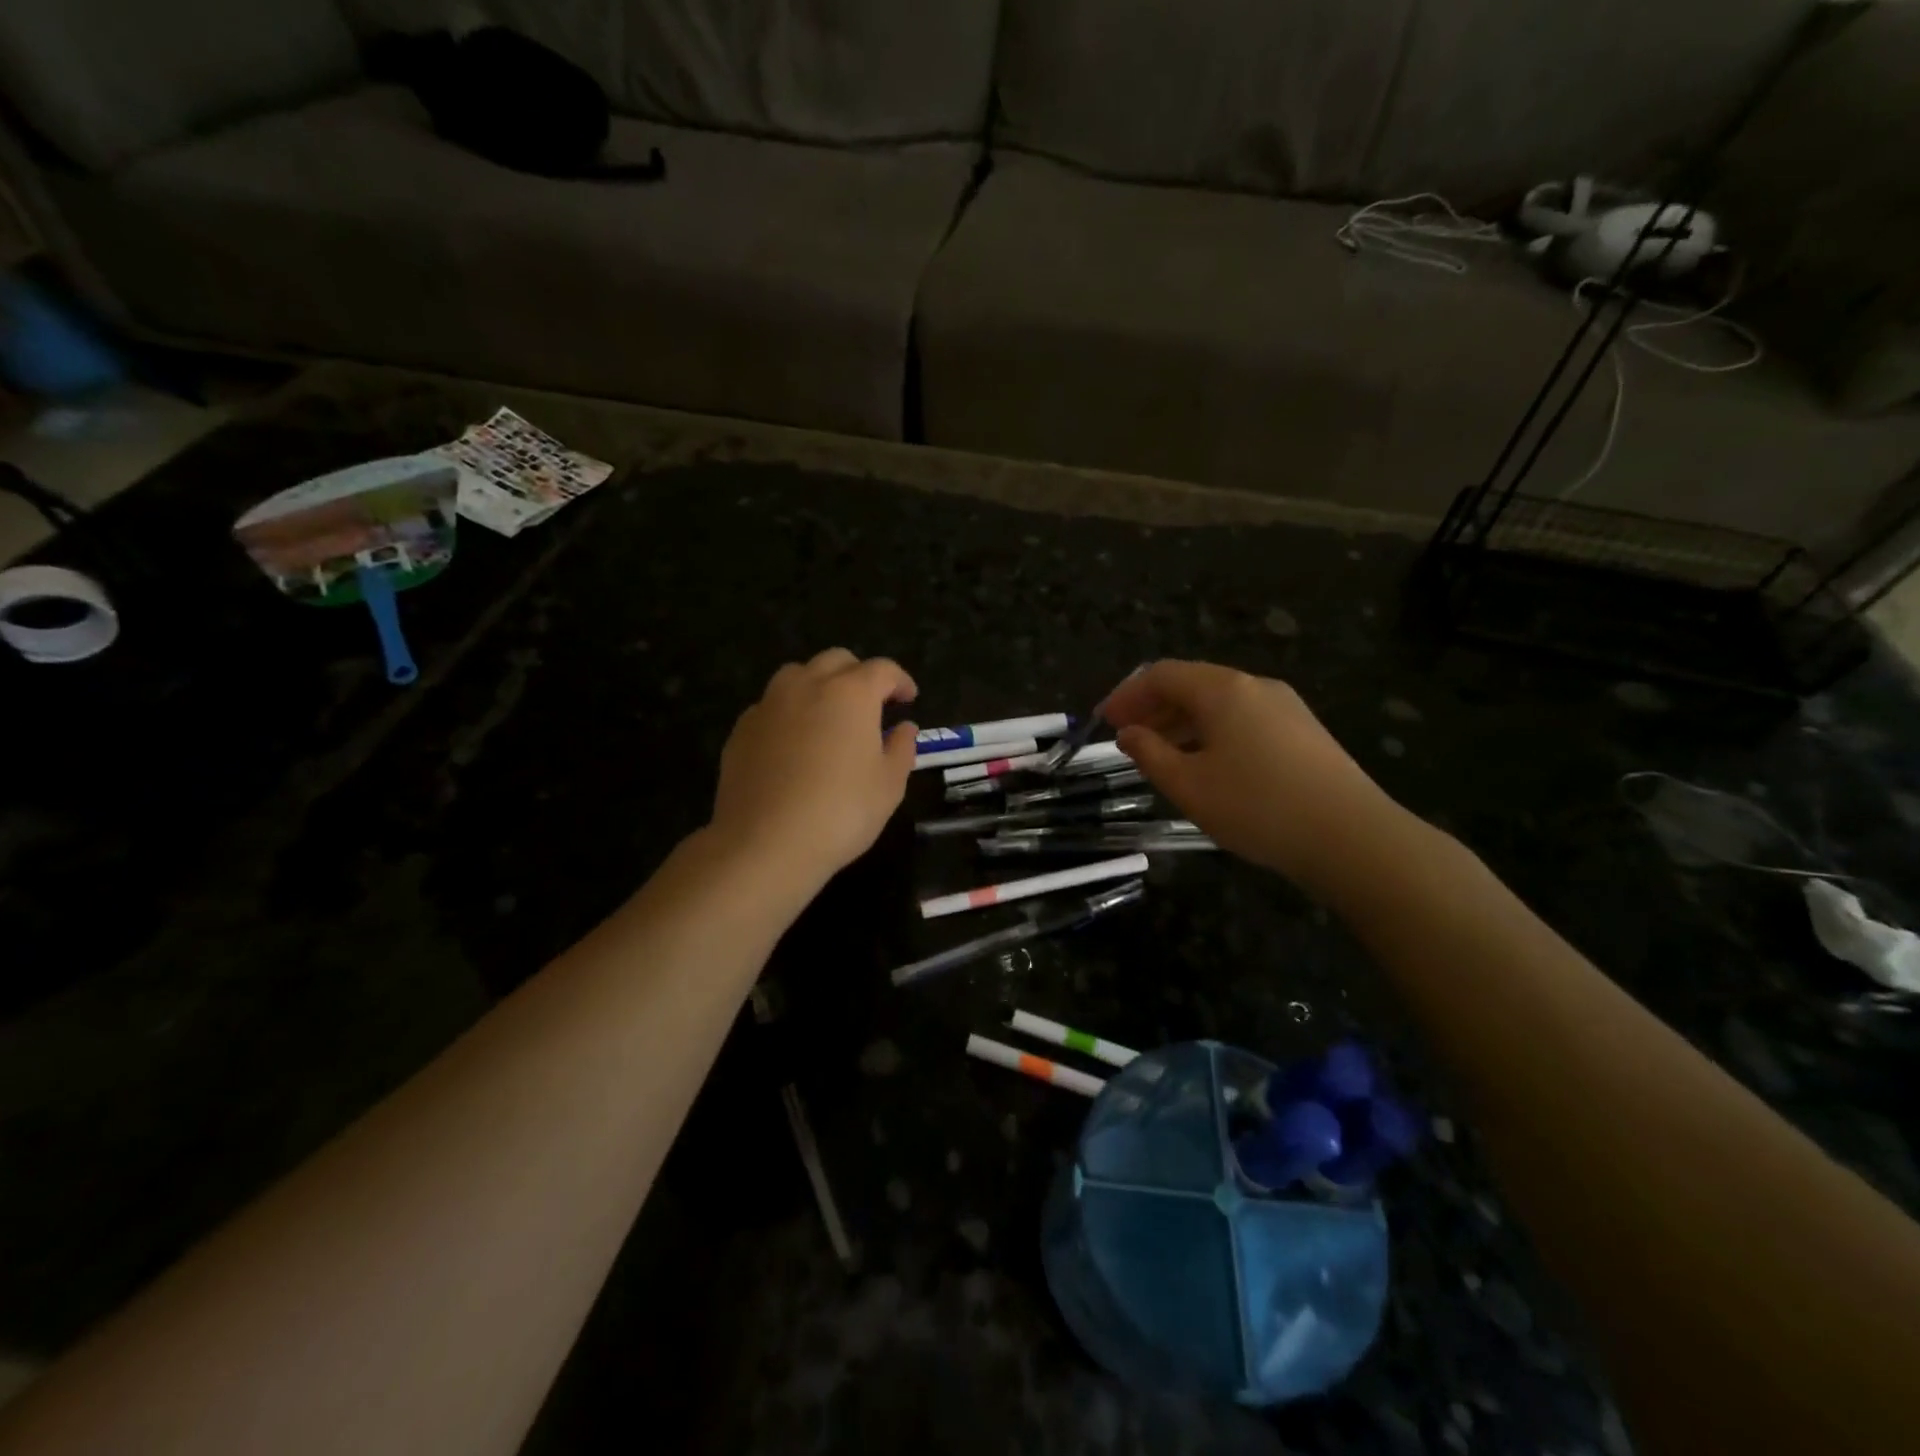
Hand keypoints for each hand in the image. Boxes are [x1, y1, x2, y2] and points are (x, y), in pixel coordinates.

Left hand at [709, 648, 917, 893]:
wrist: (765, 843)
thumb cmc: (841, 812)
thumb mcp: (889, 786)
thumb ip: (901, 749)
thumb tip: (904, 728)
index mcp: (851, 693)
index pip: (882, 670)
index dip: (900, 681)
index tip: (908, 699)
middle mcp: (807, 686)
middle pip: (837, 660)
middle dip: (859, 675)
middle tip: (871, 704)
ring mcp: (769, 705)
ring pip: (797, 675)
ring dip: (819, 685)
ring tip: (828, 717)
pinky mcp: (742, 729)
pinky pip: (771, 706)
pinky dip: (789, 713)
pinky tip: (794, 744)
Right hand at [1102, 660, 1402, 896]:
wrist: (1352, 837)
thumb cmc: (1257, 807)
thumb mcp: (1188, 785)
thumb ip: (1150, 754)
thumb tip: (1128, 733)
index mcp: (1223, 690)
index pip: (1162, 674)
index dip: (1127, 695)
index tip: (1104, 722)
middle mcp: (1255, 686)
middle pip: (1192, 683)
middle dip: (1153, 707)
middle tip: (1127, 737)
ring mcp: (1285, 707)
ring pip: (1219, 703)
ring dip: (1182, 721)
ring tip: (1161, 753)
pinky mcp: (1303, 731)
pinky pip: (1244, 719)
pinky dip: (1212, 732)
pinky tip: (1207, 764)